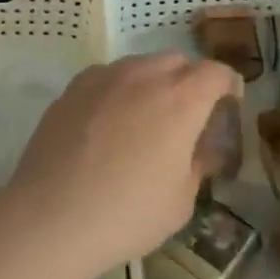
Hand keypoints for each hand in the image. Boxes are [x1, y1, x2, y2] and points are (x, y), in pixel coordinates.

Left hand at [7, 52, 241, 278]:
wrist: (50, 217)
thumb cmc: (127, 214)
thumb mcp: (180, 201)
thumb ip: (198, 166)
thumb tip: (203, 151)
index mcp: (181, 100)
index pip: (216, 73)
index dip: (228, 85)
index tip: (229, 104)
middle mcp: (145, 76)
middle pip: (178, 61)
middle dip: (190, 81)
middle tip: (186, 116)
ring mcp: (105, 77)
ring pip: (141, 65)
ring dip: (152, 83)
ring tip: (144, 120)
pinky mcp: (74, 87)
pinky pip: (108, 77)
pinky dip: (118, 91)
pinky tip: (107, 124)